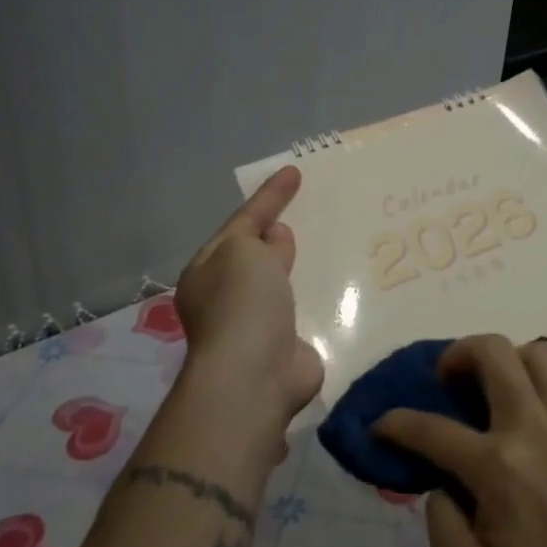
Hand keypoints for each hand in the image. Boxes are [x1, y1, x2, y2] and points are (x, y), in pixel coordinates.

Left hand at [173, 166, 324, 433]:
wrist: (254, 375)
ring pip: (280, 282)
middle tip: (310, 211)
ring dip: (297, 266)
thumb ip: (260, 237)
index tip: (294, 172)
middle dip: (278, 234)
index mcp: (207, 270)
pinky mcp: (285, 345)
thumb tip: (276, 238)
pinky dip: (315, 295)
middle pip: (256, 254)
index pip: (242, 222)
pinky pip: (302, 308)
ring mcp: (255, 323)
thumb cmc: (242, 303)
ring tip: (330, 242)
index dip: (269, 196)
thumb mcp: (243, 251)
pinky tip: (338, 284)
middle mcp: (226, 296)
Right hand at [373, 335, 546, 546]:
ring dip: (507, 359)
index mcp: (498, 469)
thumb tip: (442, 483)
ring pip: (539, 352)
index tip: (380, 425)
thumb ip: (439, 523)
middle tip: (445, 380)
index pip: (433, 428)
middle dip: (457, 354)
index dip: (396, 423)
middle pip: (494, 352)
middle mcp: (535, 430)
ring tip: (491, 389)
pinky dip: (541, 382)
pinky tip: (529, 413)